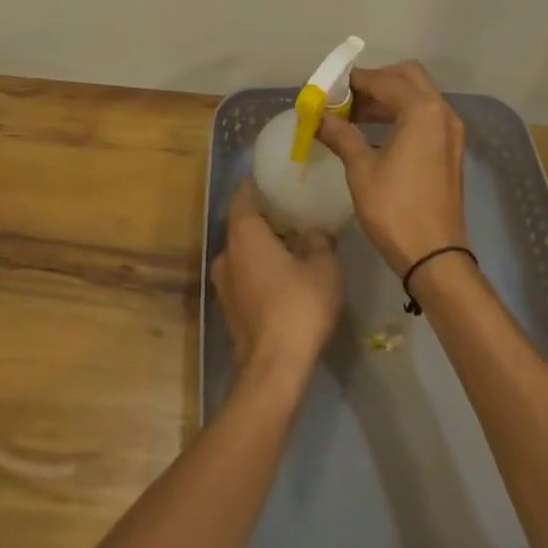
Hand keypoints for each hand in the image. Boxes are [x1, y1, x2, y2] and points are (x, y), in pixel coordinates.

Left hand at [212, 179, 342, 384]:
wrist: (274, 369)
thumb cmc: (298, 306)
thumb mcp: (323, 267)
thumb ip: (319, 240)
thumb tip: (314, 231)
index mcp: (244, 234)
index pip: (244, 196)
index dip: (257, 184)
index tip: (274, 178)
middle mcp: (227, 253)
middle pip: (242, 224)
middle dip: (264, 216)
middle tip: (291, 210)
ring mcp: (223, 284)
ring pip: (242, 252)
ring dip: (262, 245)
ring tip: (292, 243)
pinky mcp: (229, 308)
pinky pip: (244, 274)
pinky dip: (259, 268)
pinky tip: (283, 275)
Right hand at [316, 60, 468, 276]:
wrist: (435, 256)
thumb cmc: (395, 209)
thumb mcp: (361, 169)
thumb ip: (341, 135)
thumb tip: (317, 117)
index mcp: (422, 110)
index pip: (384, 80)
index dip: (353, 82)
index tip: (328, 89)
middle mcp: (442, 112)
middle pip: (408, 77)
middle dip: (376, 81)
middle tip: (346, 97)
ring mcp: (450, 131)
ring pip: (418, 96)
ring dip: (388, 97)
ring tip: (354, 114)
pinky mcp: (450, 148)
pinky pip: (425, 116)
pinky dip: (401, 113)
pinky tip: (375, 131)